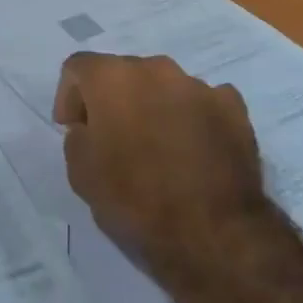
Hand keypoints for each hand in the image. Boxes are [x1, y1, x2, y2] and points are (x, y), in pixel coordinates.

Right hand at [54, 52, 266, 285]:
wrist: (214, 233)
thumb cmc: (136, 200)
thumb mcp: (81, 174)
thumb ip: (78, 137)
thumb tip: (91, 128)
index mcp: (112, 78)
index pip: (78, 68)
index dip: (68, 97)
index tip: (73, 129)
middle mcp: (155, 68)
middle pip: (123, 73)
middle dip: (113, 100)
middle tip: (113, 140)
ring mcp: (199, 85)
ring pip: (164, 87)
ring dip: (154, 107)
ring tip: (158, 149)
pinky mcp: (234, 108)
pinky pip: (203, 102)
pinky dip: (193, 118)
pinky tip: (194, 150)